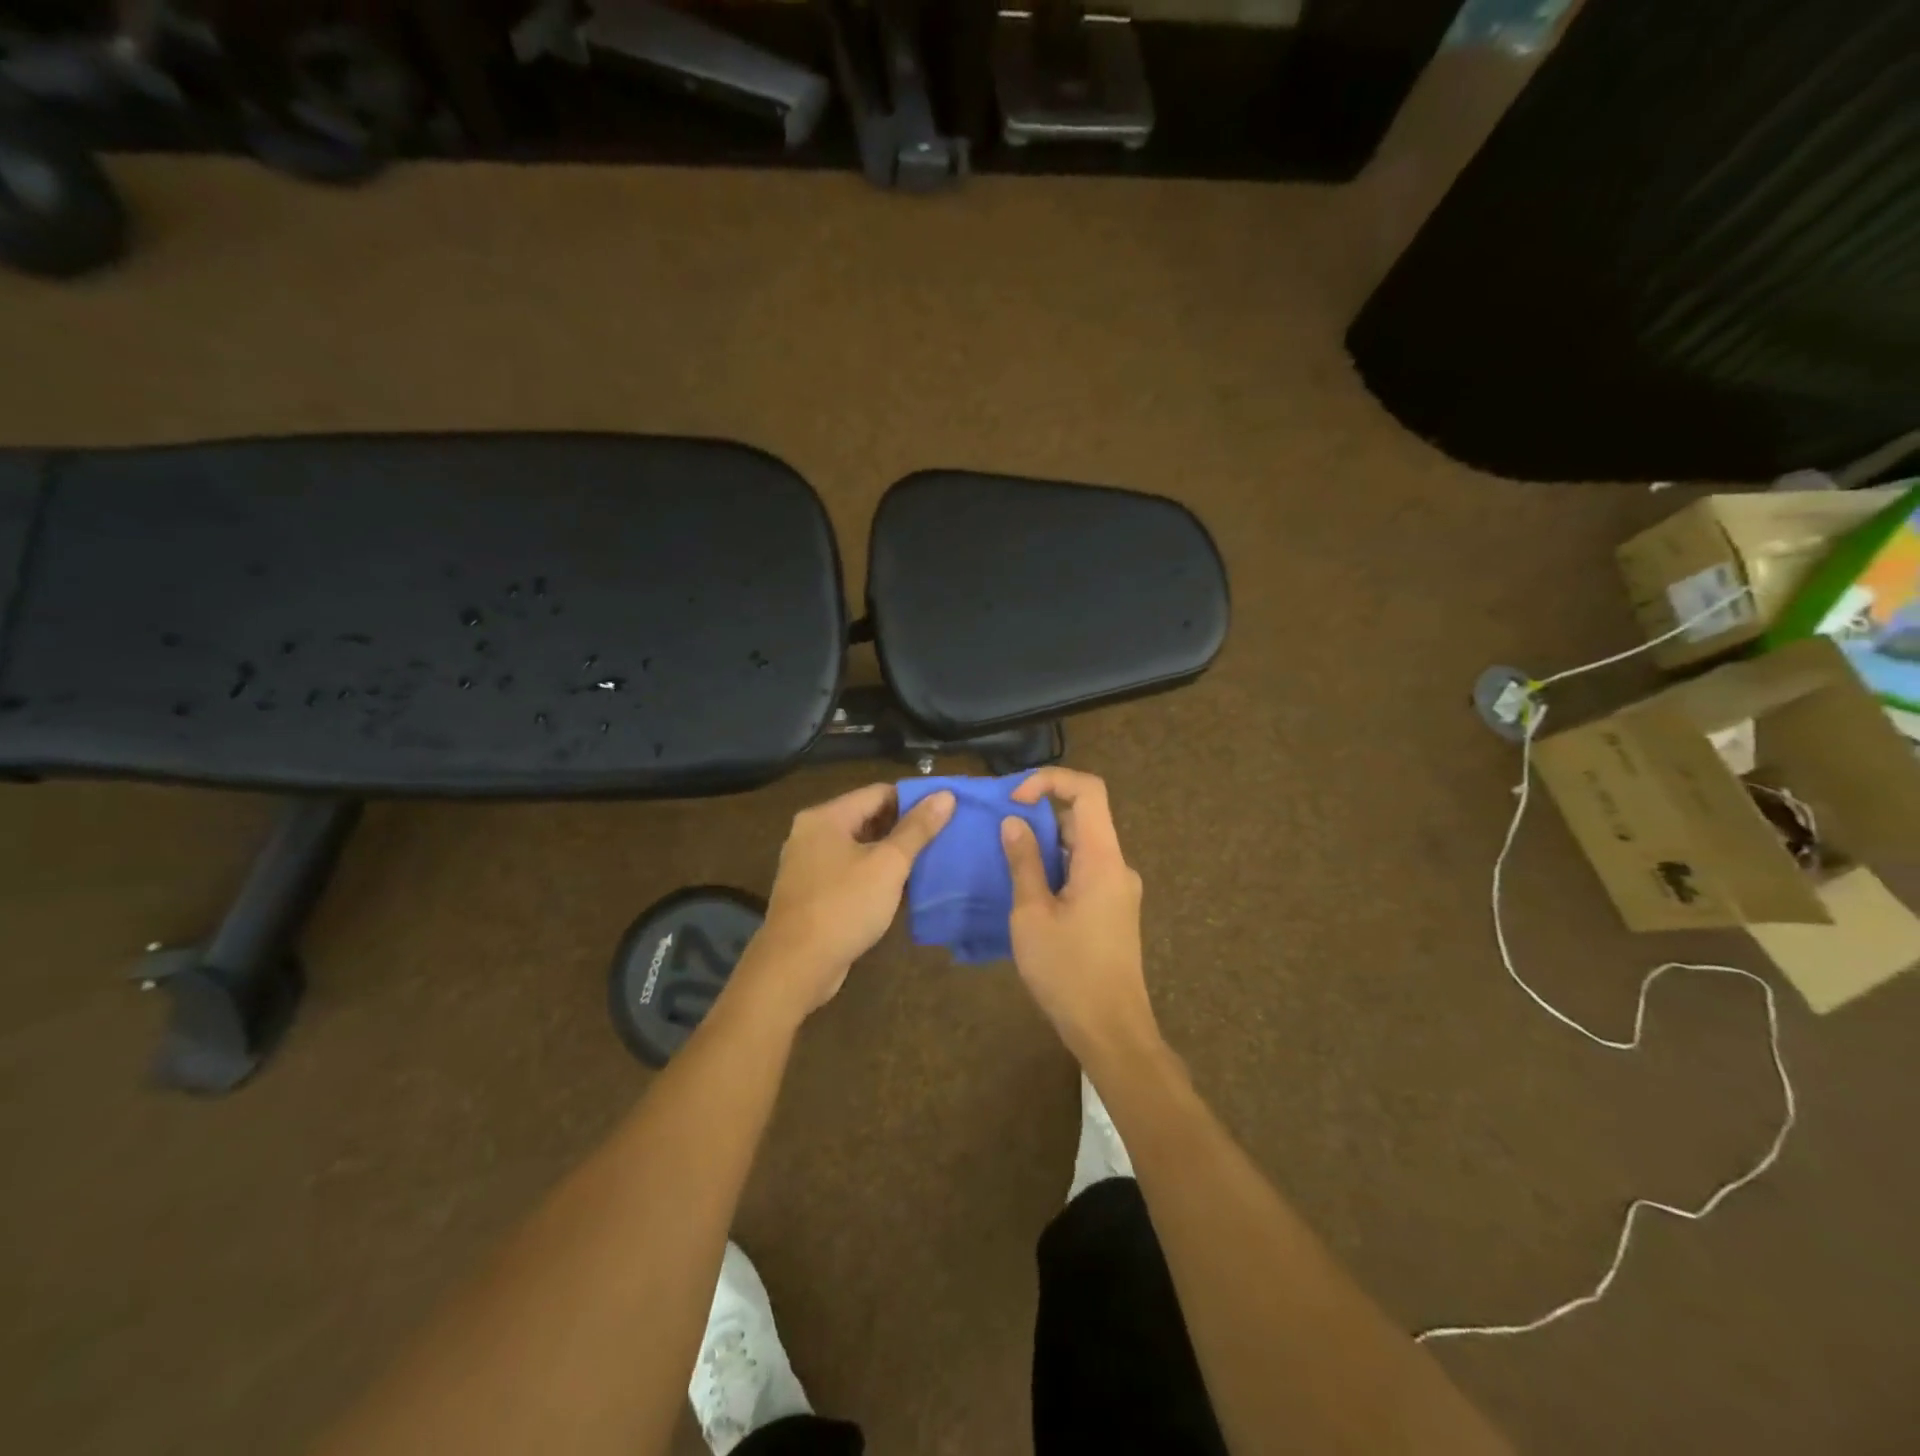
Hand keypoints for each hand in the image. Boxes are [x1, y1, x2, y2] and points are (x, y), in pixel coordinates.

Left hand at [741, 782, 954, 1019]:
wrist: (795, 967)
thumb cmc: (844, 906)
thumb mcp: (888, 865)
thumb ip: (917, 829)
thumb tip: (946, 795)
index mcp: (826, 817)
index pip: (878, 793)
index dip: (914, 800)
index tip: (946, 813)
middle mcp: (811, 833)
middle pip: (867, 817)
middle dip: (904, 828)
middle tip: (942, 838)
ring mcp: (807, 864)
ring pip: (859, 847)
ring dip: (890, 853)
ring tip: (928, 861)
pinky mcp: (810, 892)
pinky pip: (848, 871)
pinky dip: (873, 874)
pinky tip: (899, 888)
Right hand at [1001, 768, 1161, 1068]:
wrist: (1111, 1030)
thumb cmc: (1068, 972)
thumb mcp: (1032, 914)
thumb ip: (1024, 863)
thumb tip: (1014, 823)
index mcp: (1102, 858)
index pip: (1088, 790)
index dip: (1050, 781)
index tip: (1014, 801)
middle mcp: (1117, 865)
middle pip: (1082, 817)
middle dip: (1039, 816)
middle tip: (998, 834)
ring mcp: (1118, 889)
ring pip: (1081, 846)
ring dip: (1045, 845)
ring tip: (1006, 864)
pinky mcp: (1113, 909)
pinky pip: (1084, 871)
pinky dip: (1056, 868)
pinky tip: (1027, 892)